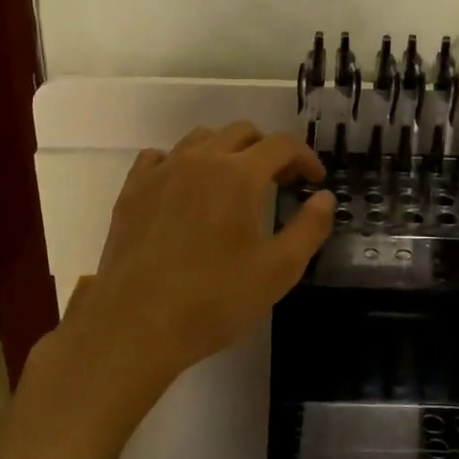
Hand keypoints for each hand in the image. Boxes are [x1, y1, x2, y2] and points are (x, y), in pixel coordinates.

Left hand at [68, 122, 334, 401]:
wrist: (136, 325)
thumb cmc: (214, 300)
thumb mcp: (278, 271)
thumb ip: (309, 228)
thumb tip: (325, 198)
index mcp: (240, 175)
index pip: (282, 144)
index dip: (305, 157)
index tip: (314, 180)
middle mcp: (201, 160)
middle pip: (242, 132)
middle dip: (268, 151)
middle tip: (280, 183)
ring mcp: (162, 171)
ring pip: (202, 138)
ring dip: (227, 151)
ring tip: (234, 184)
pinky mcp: (133, 189)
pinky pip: (161, 156)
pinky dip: (182, 162)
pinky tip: (185, 189)